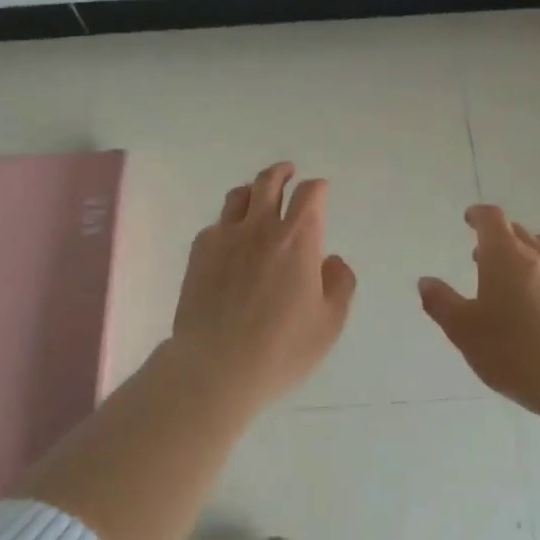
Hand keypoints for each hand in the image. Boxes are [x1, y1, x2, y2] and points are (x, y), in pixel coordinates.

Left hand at [169, 162, 356, 409]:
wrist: (216, 367)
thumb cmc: (281, 349)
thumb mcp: (329, 324)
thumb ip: (340, 285)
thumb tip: (331, 260)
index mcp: (298, 239)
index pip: (311, 194)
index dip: (318, 188)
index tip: (320, 191)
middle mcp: (261, 227)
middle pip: (270, 182)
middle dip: (282, 173)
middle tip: (288, 173)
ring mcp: (226, 236)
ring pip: (239, 196)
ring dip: (253, 191)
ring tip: (257, 198)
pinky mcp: (199, 252)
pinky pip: (216, 225)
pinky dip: (228, 224)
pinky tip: (230, 241)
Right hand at [419, 205, 539, 416]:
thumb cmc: (511, 348)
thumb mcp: (463, 329)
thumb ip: (441, 302)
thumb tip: (426, 282)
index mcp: (504, 254)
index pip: (492, 218)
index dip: (479, 215)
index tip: (470, 218)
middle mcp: (537, 256)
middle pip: (518, 232)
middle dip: (499, 237)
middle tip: (483, 255)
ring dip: (525, 256)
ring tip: (513, 278)